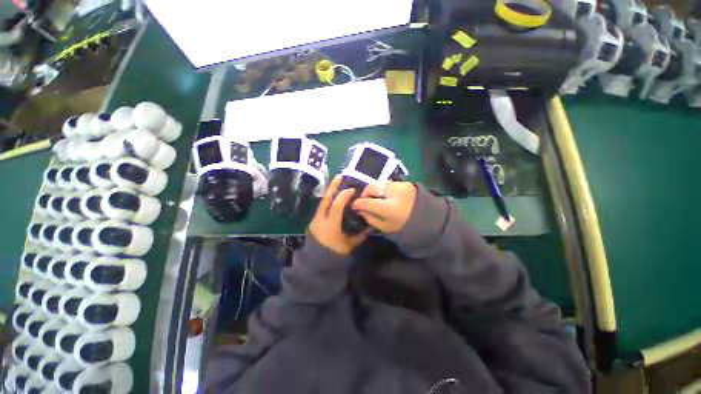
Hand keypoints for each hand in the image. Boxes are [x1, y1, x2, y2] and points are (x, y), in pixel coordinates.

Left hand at [309, 176, 369, 254]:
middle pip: (325, 199)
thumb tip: (369, 225)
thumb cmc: (335, 254)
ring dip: (330, 191)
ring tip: (337, 182)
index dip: (343, 196)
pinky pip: (322, 206)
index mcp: (330, 226)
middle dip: (333, 186)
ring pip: (323, 201)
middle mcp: (321, 220)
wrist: (316, 262)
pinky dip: (328, 199)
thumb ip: (360, 235)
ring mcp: (316, 219)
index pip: (336, 207)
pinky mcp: (315, 220)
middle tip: (340, 176)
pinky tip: (334, 195)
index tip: (352, 189)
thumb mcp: (349, 245)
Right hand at [351, 181, 416, 233]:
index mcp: (389, 208)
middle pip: (372, 187)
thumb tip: (359, 209)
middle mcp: (394, 193)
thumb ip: (370, 218)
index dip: (358, 203)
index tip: (354, 205)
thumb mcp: (385, 228)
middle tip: (364, 200)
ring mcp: (401, 185)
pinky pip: (389, 182)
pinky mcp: (406, 182)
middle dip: (365, 193)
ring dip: (374, 189)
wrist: (429, 221)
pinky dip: (383, 187)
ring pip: (380, 182)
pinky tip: (384, 194)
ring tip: (374, 196)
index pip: (367, 202)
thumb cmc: (406, 228)